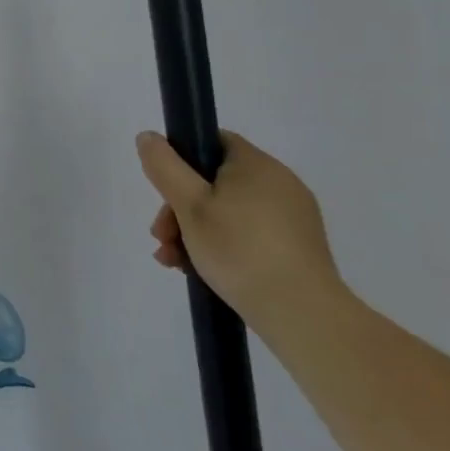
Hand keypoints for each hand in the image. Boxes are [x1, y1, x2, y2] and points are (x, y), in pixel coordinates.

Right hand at [136, 129, 346, 333]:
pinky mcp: (297, 248)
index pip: (212, 142)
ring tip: (173, 260)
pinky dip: (221, 246)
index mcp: (256, 165)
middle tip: (161, 237)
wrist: (301, 313)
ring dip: (193, 231)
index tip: (163, 191)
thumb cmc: (239, 249)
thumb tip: (148, 137)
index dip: (181, 160)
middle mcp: (280, 184)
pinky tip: (198, 270)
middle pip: (214, 182)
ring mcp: (292, 217)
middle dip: (179, 208)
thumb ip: (164, 166)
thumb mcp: (188, 204)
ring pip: (227, 212)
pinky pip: (248, 234)